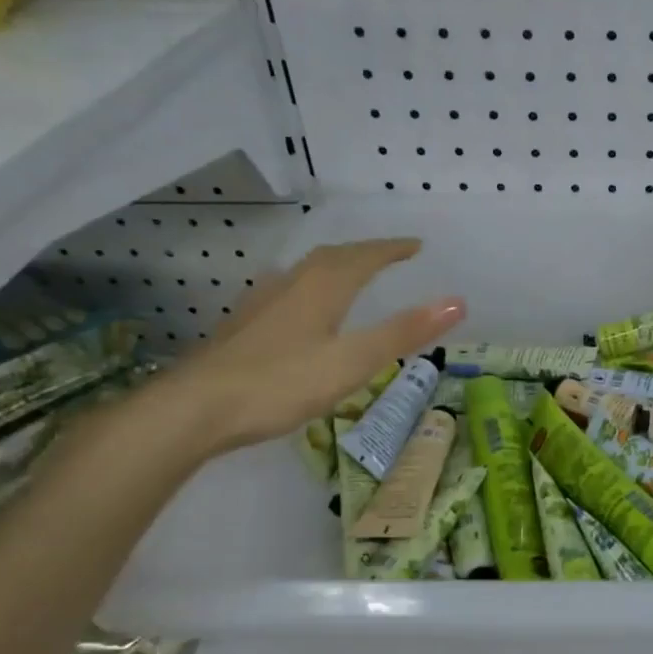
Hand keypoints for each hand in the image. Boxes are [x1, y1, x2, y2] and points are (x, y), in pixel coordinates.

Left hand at [153, 238, 463, 456]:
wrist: (195, 408)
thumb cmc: (282, 382)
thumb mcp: (353, 361)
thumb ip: (404, 332)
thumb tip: (457, 301)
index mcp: (323, 287)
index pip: (365, 256)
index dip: (393, 249)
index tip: (416, 245)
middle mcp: (292, 284)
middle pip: (334, 257)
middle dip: (365, 253)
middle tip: (389, 256)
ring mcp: (262, 303)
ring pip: (306, 272)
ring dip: (334, 266)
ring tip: (350, 274)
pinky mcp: (243, 325)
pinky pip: (287, 290)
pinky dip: (309, 287)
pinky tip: (300, 307)